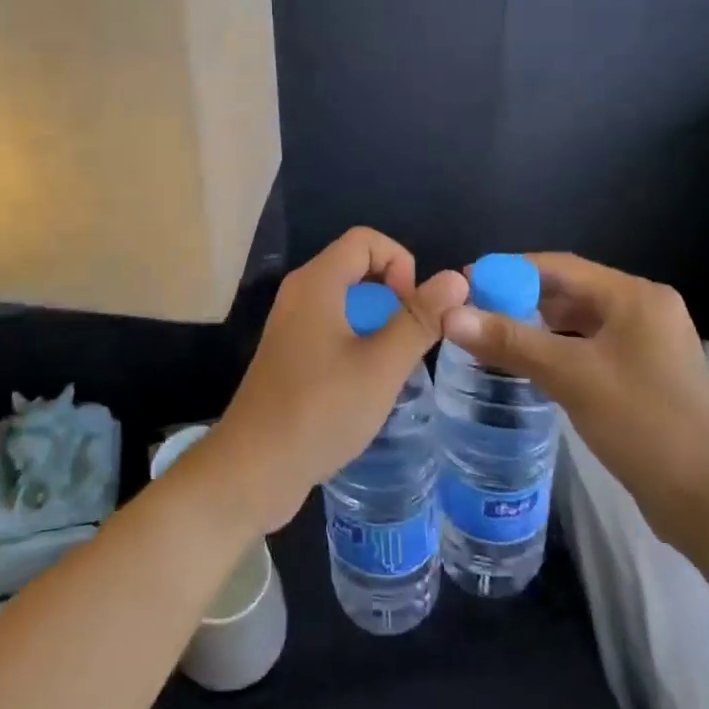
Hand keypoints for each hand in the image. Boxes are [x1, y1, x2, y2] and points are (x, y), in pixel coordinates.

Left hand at [197, 228, 467, 533]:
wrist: (253, 469)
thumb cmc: (320, 410)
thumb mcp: (381, 365)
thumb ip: (419, 319)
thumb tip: (455, 278)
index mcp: (316, 283)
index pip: (365, 240)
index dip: (400, 263)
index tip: (413, 309)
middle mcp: (299, 293)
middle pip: (355, 267)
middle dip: (392, 294)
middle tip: (409, 339)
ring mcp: (290, 325)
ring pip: (345, 301)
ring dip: (377, 321)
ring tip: (393, 364)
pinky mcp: (289, 354)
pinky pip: (330, 327)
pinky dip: (356, 341)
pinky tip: (366, 383)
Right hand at [440, 253, 708, 547]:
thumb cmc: (644, 424)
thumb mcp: (571, 376)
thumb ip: (509, 341)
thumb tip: (449, 314)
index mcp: (635, 297)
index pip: (559, 266)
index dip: (509, 270)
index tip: (466, 282)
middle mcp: (645, 310)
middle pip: (570, 291)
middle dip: (520, 299)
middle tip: (473, 312)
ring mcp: (649, 344)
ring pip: (579, 322)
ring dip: (537, 326)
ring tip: (490, 336)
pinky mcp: (646, 375)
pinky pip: (591, 348)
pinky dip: (558, 350)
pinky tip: (527, 365)